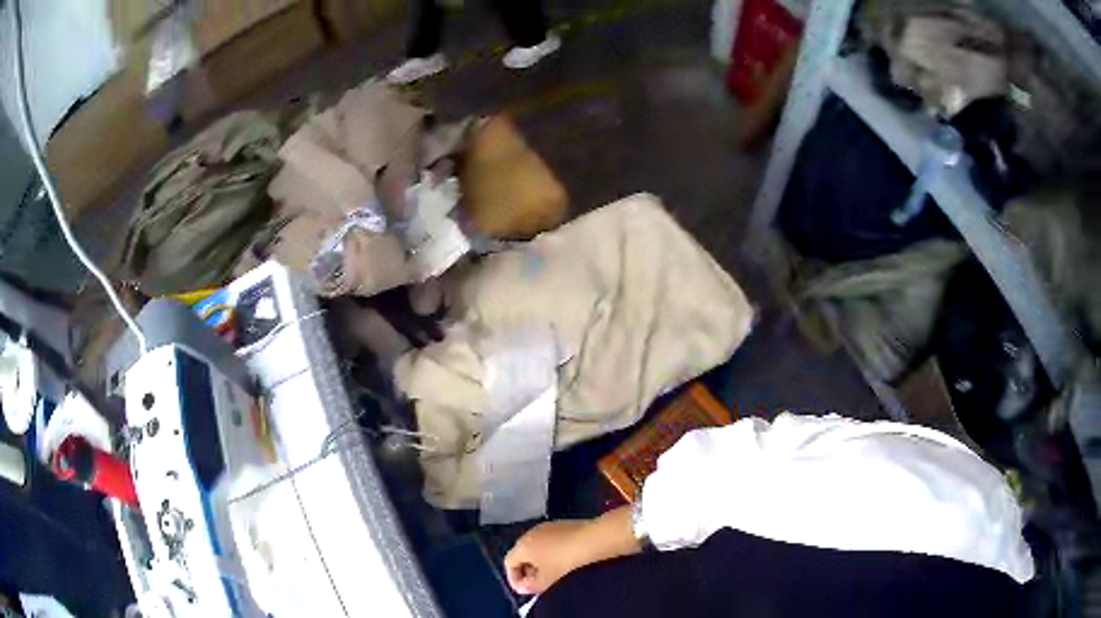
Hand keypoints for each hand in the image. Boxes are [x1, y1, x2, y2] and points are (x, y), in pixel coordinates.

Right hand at [505, 520, 593, 594]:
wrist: (588, 540)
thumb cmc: (562, 561)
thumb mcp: (545, 579)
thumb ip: (531, 586)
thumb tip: (524, 587)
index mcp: (521, 546)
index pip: (508, 562)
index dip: (513, 578)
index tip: (523, 588)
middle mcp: (528, 534)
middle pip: (520, 554)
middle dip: (525, 570)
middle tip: (536, 582)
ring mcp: (543, 527)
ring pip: (533, 546)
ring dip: (536, 561)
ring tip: (549, 572)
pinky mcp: (557, 524)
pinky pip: (545, 540)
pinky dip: (547, 551)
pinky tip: (560, 558)